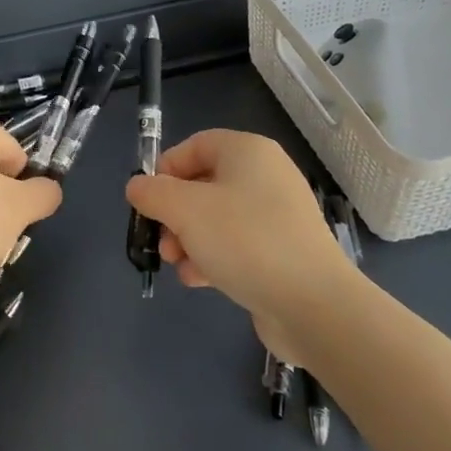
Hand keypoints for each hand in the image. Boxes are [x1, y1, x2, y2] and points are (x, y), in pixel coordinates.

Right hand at [126, 129, 358, 362]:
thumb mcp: (184, 210)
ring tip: (179, 265)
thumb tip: (137, 187)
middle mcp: (266, 176)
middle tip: (163, 242)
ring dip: (189, 240)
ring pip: (216, 218)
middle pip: (203, 184)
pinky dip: (214, 257)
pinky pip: (237, 244)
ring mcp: (277, 215)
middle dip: (174, 214)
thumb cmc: (244, 241)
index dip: (165, 170)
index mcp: (248, 152)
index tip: (148, 202)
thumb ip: (152, 193)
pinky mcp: (282, 251)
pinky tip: (200, 280)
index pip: (194, 145)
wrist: (313, 304)